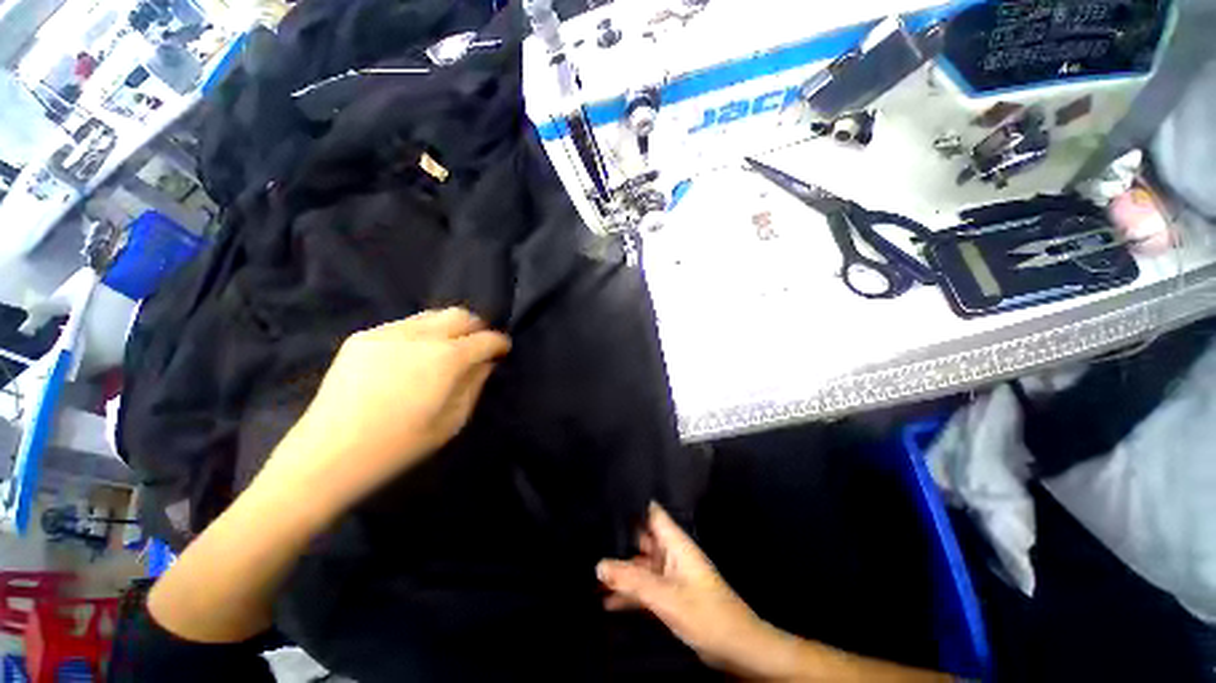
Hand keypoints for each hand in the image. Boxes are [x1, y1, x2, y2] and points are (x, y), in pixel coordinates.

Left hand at [260, 308, 510, 507]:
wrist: (329, 455)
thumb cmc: (400, 446)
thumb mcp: (453, 421)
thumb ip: (474, 384)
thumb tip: (485, 363)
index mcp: (447, 359)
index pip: (486, 339)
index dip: (500, 343)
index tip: (503, 350)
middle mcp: (420, 336)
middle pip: (460, 315)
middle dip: (477, 327)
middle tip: (478, 346)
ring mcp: (388, 333)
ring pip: (432, 315)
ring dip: (448, 328)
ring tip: (446, 349)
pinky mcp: (363, 337)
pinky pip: (404, 325)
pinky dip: (420, 334)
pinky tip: (413, 357)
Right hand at [596, 503, 788, 677]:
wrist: (735, 648)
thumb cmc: (705, 613)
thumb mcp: (664, 595)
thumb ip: (631, 580)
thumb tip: (600, 565)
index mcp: (675, 543)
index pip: (652, 514)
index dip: (632, 506)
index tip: (607, 504)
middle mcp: (672, 554)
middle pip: (642, 540)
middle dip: (619, 542)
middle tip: (590, 540)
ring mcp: (671, 576)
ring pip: (641, 567)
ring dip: (621, 572)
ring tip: (592, 574)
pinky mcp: (671, 597)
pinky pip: (645, 589)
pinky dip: (629, 593)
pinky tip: (607, 601)